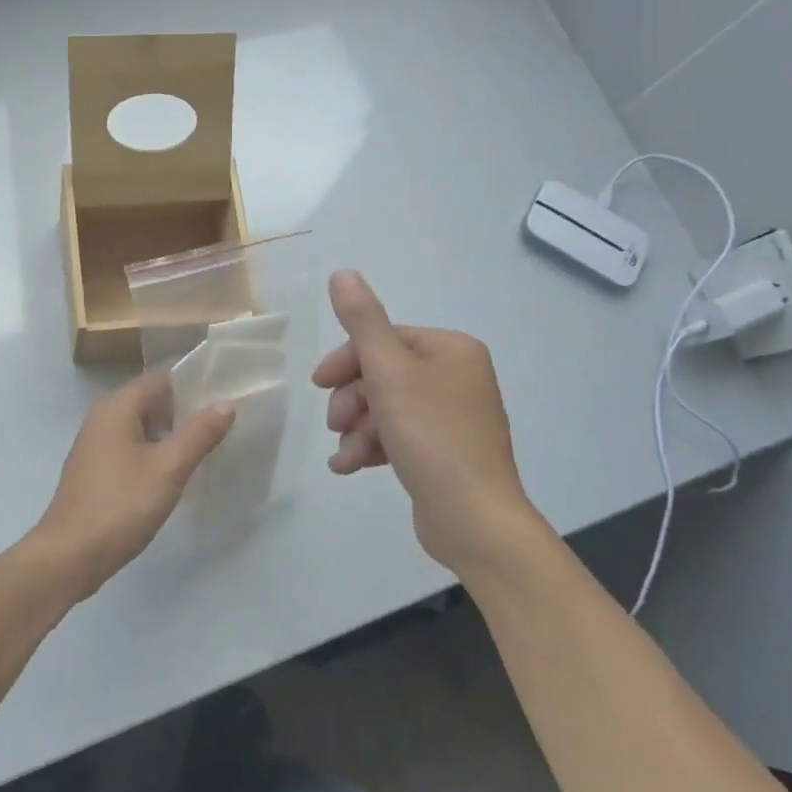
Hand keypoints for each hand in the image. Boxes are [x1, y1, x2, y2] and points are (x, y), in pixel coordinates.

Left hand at [27, 369, 234, 601]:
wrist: (69, 555)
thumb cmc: (120, 505)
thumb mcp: (168, 469)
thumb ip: (199, 433)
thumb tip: (226, 403)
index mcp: (118, 406)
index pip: (163, 376)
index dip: (196, 378)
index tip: (230, 386)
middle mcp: (104, 416)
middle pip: (153, 399)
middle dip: (188, 406)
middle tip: (229, 417)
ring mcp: (98, 443)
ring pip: (144, 425)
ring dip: (174, 431)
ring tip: (213, 440)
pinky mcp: (98, 469)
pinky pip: (134, 446)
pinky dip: (157, 450)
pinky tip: (180, 468)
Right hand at [312, 270, 545, 568]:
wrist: (473, 518)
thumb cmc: (431, 436)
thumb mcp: (389, 372)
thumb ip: (362, 321)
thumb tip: (342, 273)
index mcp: (451, 350)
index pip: (385, 339)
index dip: (347, 360)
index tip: (319, 385)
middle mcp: (457, 376)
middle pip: (383, 374)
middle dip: (352, 400)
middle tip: (335, 424)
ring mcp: (453, 416)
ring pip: (386, 408)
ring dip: (357, 429)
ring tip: (345, 455)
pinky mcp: (444, 452)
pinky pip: (398, 436)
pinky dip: (372, 447)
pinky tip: (350, 467)